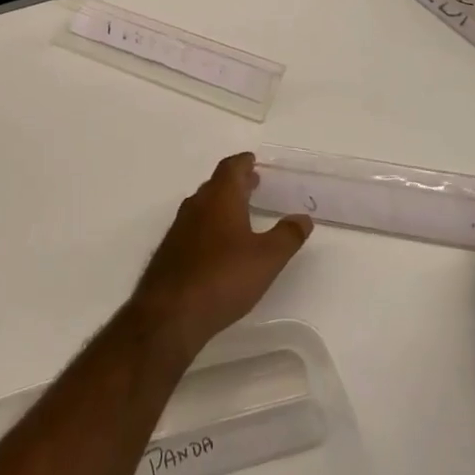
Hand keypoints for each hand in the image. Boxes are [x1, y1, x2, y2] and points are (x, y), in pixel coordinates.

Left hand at [130, 153, 312, 358]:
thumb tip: (303, 218)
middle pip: (216, 184)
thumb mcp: (267, 258)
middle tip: (253, 183)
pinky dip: (210, 223)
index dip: (243, 162)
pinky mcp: (171, 250)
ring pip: (203, 205)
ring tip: (241, 211)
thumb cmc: (224, 277)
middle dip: (235, 182)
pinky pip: (194, 226)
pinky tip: (219, 244)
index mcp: (220, 199)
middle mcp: (196, 206)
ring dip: (222, 202)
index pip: (230, 168)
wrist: (171, 312)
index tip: (254, 161)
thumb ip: (288, 236)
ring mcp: (179, 228)